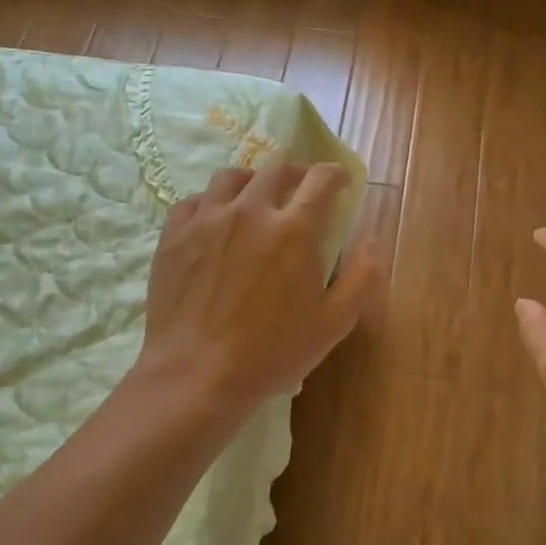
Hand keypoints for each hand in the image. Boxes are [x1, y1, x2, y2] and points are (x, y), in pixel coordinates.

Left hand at [137, 162, 381, 412]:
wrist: (197, 375)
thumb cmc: (272, 352)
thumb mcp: (334, 323)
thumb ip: (362, 277)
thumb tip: (372, 242)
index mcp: (294, 229)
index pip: (320, 180)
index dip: (336, 174)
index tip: (341, 182)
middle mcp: (250, 211)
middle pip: (275, 170)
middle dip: (296, 173)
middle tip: (302, 188)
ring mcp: (206, 220)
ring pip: (230, 177)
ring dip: (252, 180)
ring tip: (256, 197)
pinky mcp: (174, 236)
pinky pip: (193, 201)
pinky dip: (211, 202)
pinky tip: (215, 219)